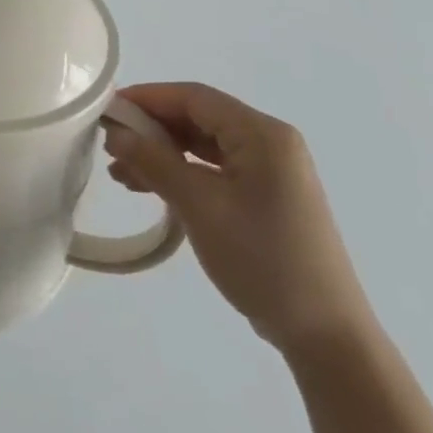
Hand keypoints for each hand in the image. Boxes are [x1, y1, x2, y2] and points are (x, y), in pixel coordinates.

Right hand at [105, 83, 375, 356]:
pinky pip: (214, 171)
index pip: (194, 97)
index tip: (107, 110)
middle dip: (151, 129)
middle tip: (109, 145)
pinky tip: (150, 189)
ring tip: (120, 173)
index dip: (147, 97)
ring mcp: (270, 172)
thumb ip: (154, 161)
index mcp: (262, 134)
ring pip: (203, 146)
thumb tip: (115, 131)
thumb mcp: (199, 205)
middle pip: (198, 118)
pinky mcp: (266, 198)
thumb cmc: (262, 258)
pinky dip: (181, 174)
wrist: (325, 335)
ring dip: (161, 154)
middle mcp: (269, 143)